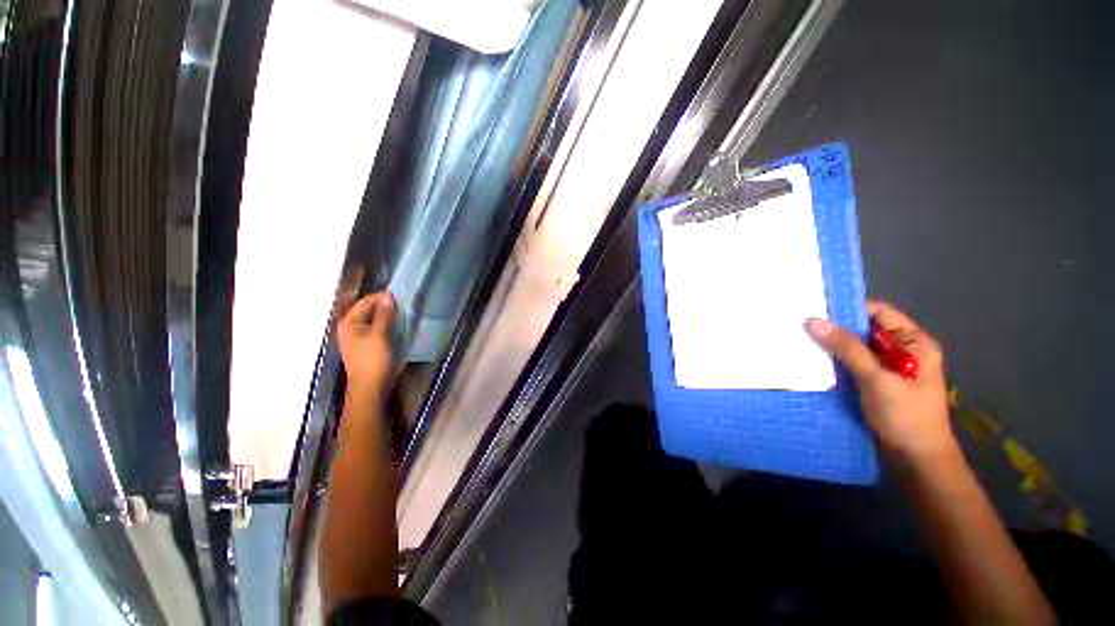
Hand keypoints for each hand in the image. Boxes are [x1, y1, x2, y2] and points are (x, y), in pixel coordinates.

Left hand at [337, 291, 395, 394]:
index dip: (382, 297)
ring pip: (372, 319)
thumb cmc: (373, 360)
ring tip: (401, 314)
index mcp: (349, 322)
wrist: (369, 387)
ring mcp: (356, 337)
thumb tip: (388, 297)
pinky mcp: (364, 344)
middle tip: (403, 305)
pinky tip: (395, 326)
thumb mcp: (380, 335)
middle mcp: (349, 327)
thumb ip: (384, 315)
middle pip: (367, 309)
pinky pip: (374, 328)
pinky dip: (385, 324)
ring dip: (386, 315)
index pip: (365, 302)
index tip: (400, 296)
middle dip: (384, 306)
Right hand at [805, 300, 957, 463]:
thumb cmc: (905, 417)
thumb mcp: (877, 380)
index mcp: (913, 343)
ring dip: (833, 345)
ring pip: (856, 347)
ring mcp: (890, 368)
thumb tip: (813, 320)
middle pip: (865, 329)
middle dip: (836, 327)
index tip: (815, 308)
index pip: (878, 312)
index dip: (849, 308)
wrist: (917, 460)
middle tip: (801, 324)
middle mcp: (903, 351)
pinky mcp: (877, 383)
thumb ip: (848, 349)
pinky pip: (853, 364)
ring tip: (802, 340)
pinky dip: (836, 361)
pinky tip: (814, 361)